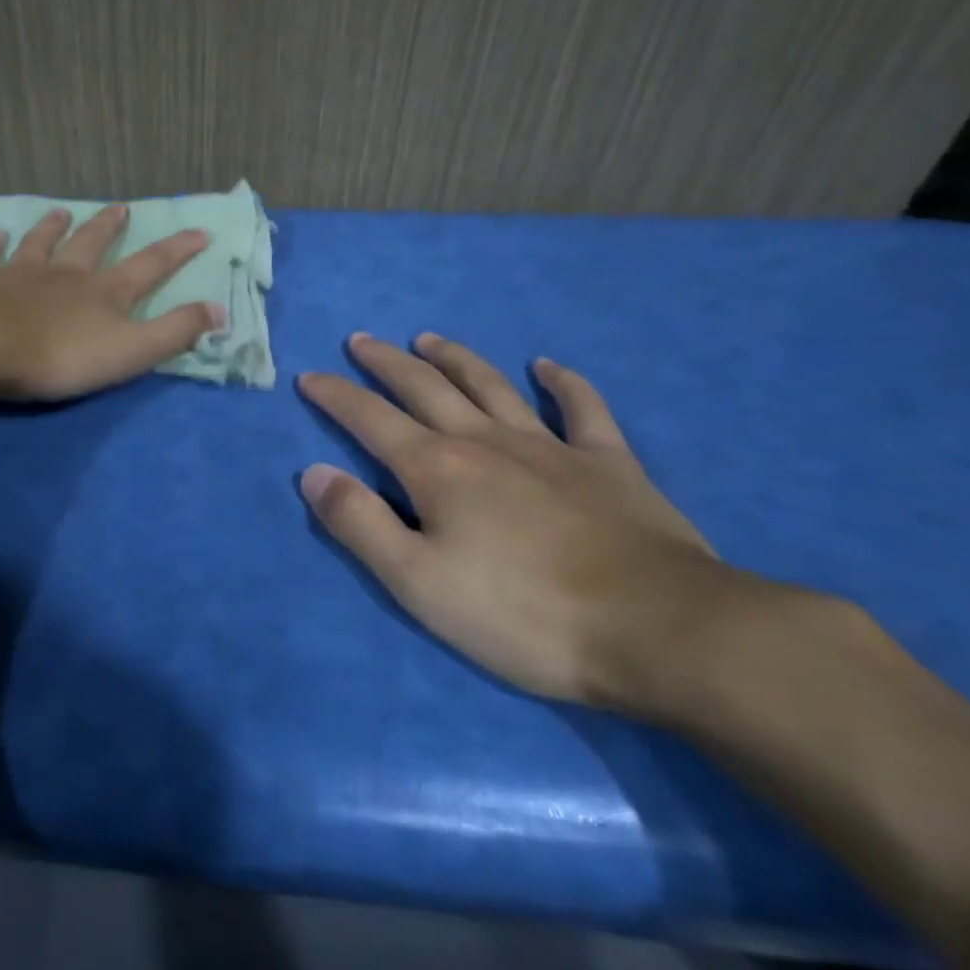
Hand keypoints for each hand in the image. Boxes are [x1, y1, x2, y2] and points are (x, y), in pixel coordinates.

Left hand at [0, 205, 225, 402]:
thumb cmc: (61, 356)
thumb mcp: (131, 351)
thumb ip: (175, 332)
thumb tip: (219, 310)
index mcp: (104, 291)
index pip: (150, 265)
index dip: (177, 249)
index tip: (200, 231)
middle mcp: (65, 273)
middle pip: (91, 243)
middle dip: (109, 226)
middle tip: (120, 207)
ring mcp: (20, 274)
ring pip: (40, 243)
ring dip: (53, 227)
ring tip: (61, 212)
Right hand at [298, 333, 756, 713]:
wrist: (659, 629)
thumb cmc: (523, 614)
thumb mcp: (418, 582)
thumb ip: (359, 524)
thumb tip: (313, 473)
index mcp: (437, 469)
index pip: (370, 419)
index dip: (335, 396)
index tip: (309, 376)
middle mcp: (485, 441)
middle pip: (425, 388)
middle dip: (386, 363)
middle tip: (361, 340)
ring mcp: (550, 447)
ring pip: (491, 386)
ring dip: (455, 358)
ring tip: (428, 339)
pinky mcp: (609, 464)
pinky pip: (583, 409)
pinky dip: (564, 384)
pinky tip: (548, 367)